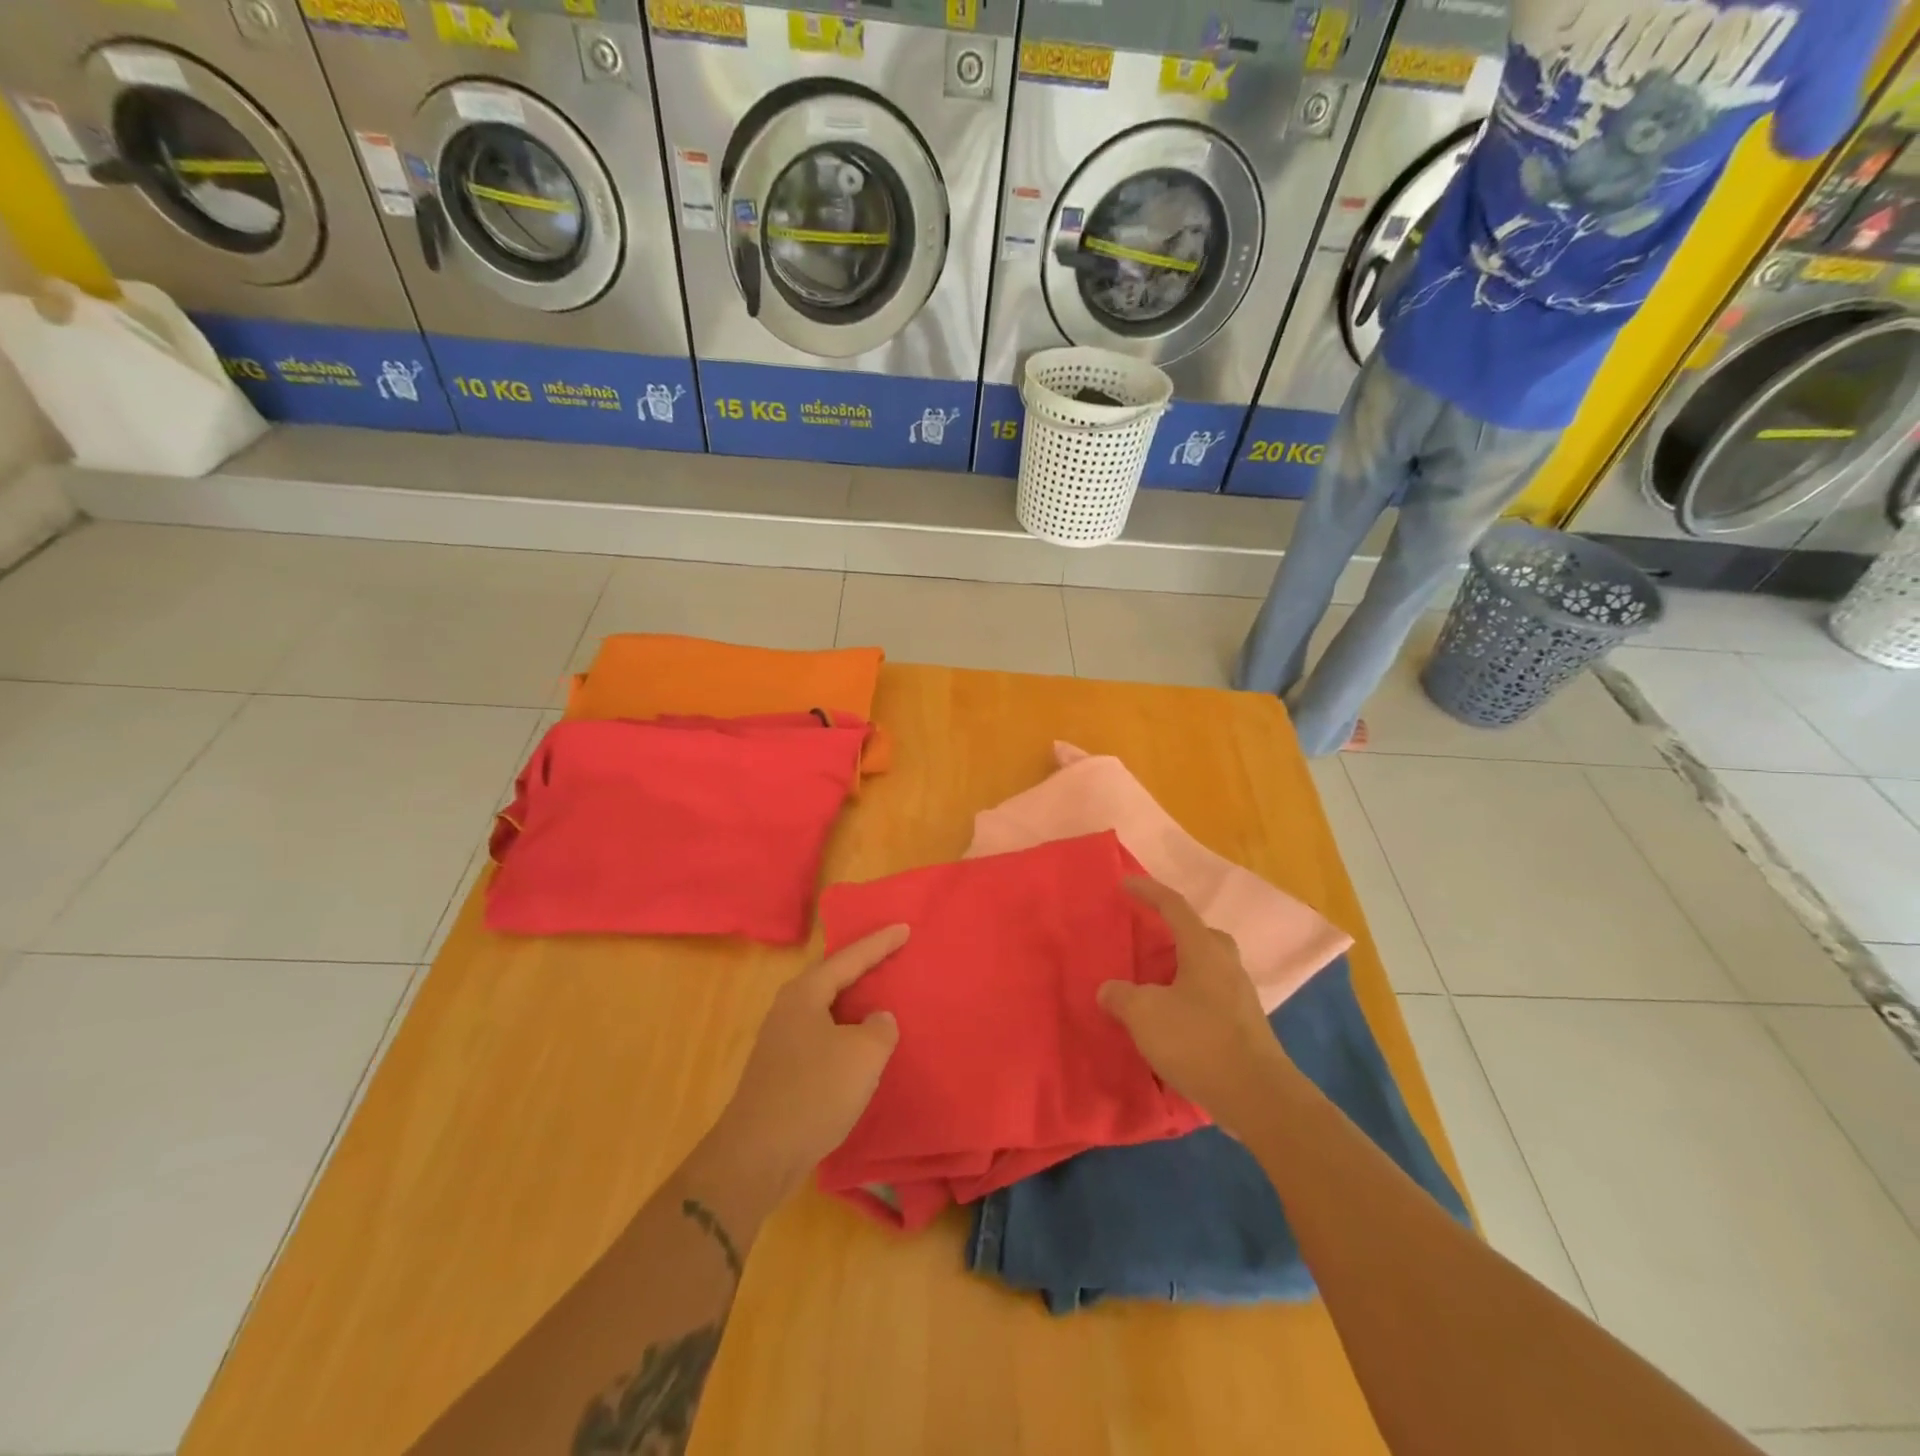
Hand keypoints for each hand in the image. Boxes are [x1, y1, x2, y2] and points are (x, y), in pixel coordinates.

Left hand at [704, 926, 908, 1197]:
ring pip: (827, 1009)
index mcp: (806, 994)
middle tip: (892, 954)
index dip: (879, 943)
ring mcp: (781, 1041)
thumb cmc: (813, 1093)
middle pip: (833, 978)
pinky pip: (823, 1036)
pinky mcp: (782, 1070)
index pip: (850, 958)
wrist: (757, 1156)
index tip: (904, 927)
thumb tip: (877, 1020)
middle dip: (863, 967)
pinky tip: (859, 1047)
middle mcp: (789, 1008)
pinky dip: (846, 1032)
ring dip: (854, 1003)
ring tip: (881, 997)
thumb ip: (880, 1029)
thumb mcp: (862, 1056)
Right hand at [1098, 878, 1286, 1135]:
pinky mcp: (1246, 1025)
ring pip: (1207, 967)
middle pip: (1199, 935)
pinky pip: (1211, 995)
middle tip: (1147, 940)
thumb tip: (1109, 990)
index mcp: (1203, 949)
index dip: (1149, 891)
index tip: (1126, 883)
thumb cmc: (1198, 1041)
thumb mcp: (1145, 1015)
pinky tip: (1173, 1019)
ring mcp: (1241, 996)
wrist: (1257, 1096)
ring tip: (1154, 984)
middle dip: (1173, 932)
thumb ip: (1121, 996)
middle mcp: (1226, 964)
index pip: (1174, 906)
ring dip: (1181, 968)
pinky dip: (1190, 997)